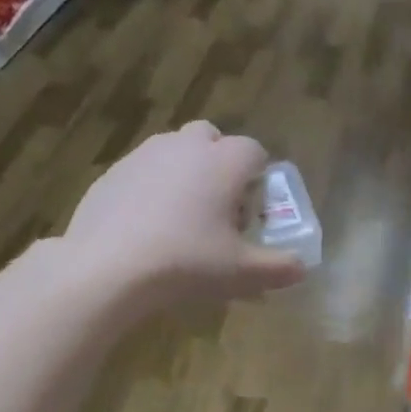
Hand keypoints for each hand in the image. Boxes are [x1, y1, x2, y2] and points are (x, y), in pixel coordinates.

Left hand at [66, 120, 306, 306]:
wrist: (108, 267)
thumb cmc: (186, 263)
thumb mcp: (241, 273)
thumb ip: (278, 268)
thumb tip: (302, 268)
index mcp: (223, 162)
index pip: (255, 151)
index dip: (259, 179)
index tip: (252, 212)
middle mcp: (185, 146)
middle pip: (211, 138)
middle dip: (220, 165)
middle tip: (218, 209)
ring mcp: (143, 155)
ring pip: (174, 152)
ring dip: (185, 174)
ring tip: (181, 220)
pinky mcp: (112, 173)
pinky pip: (142, 172)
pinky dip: (151, 190)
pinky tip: (146, 229)